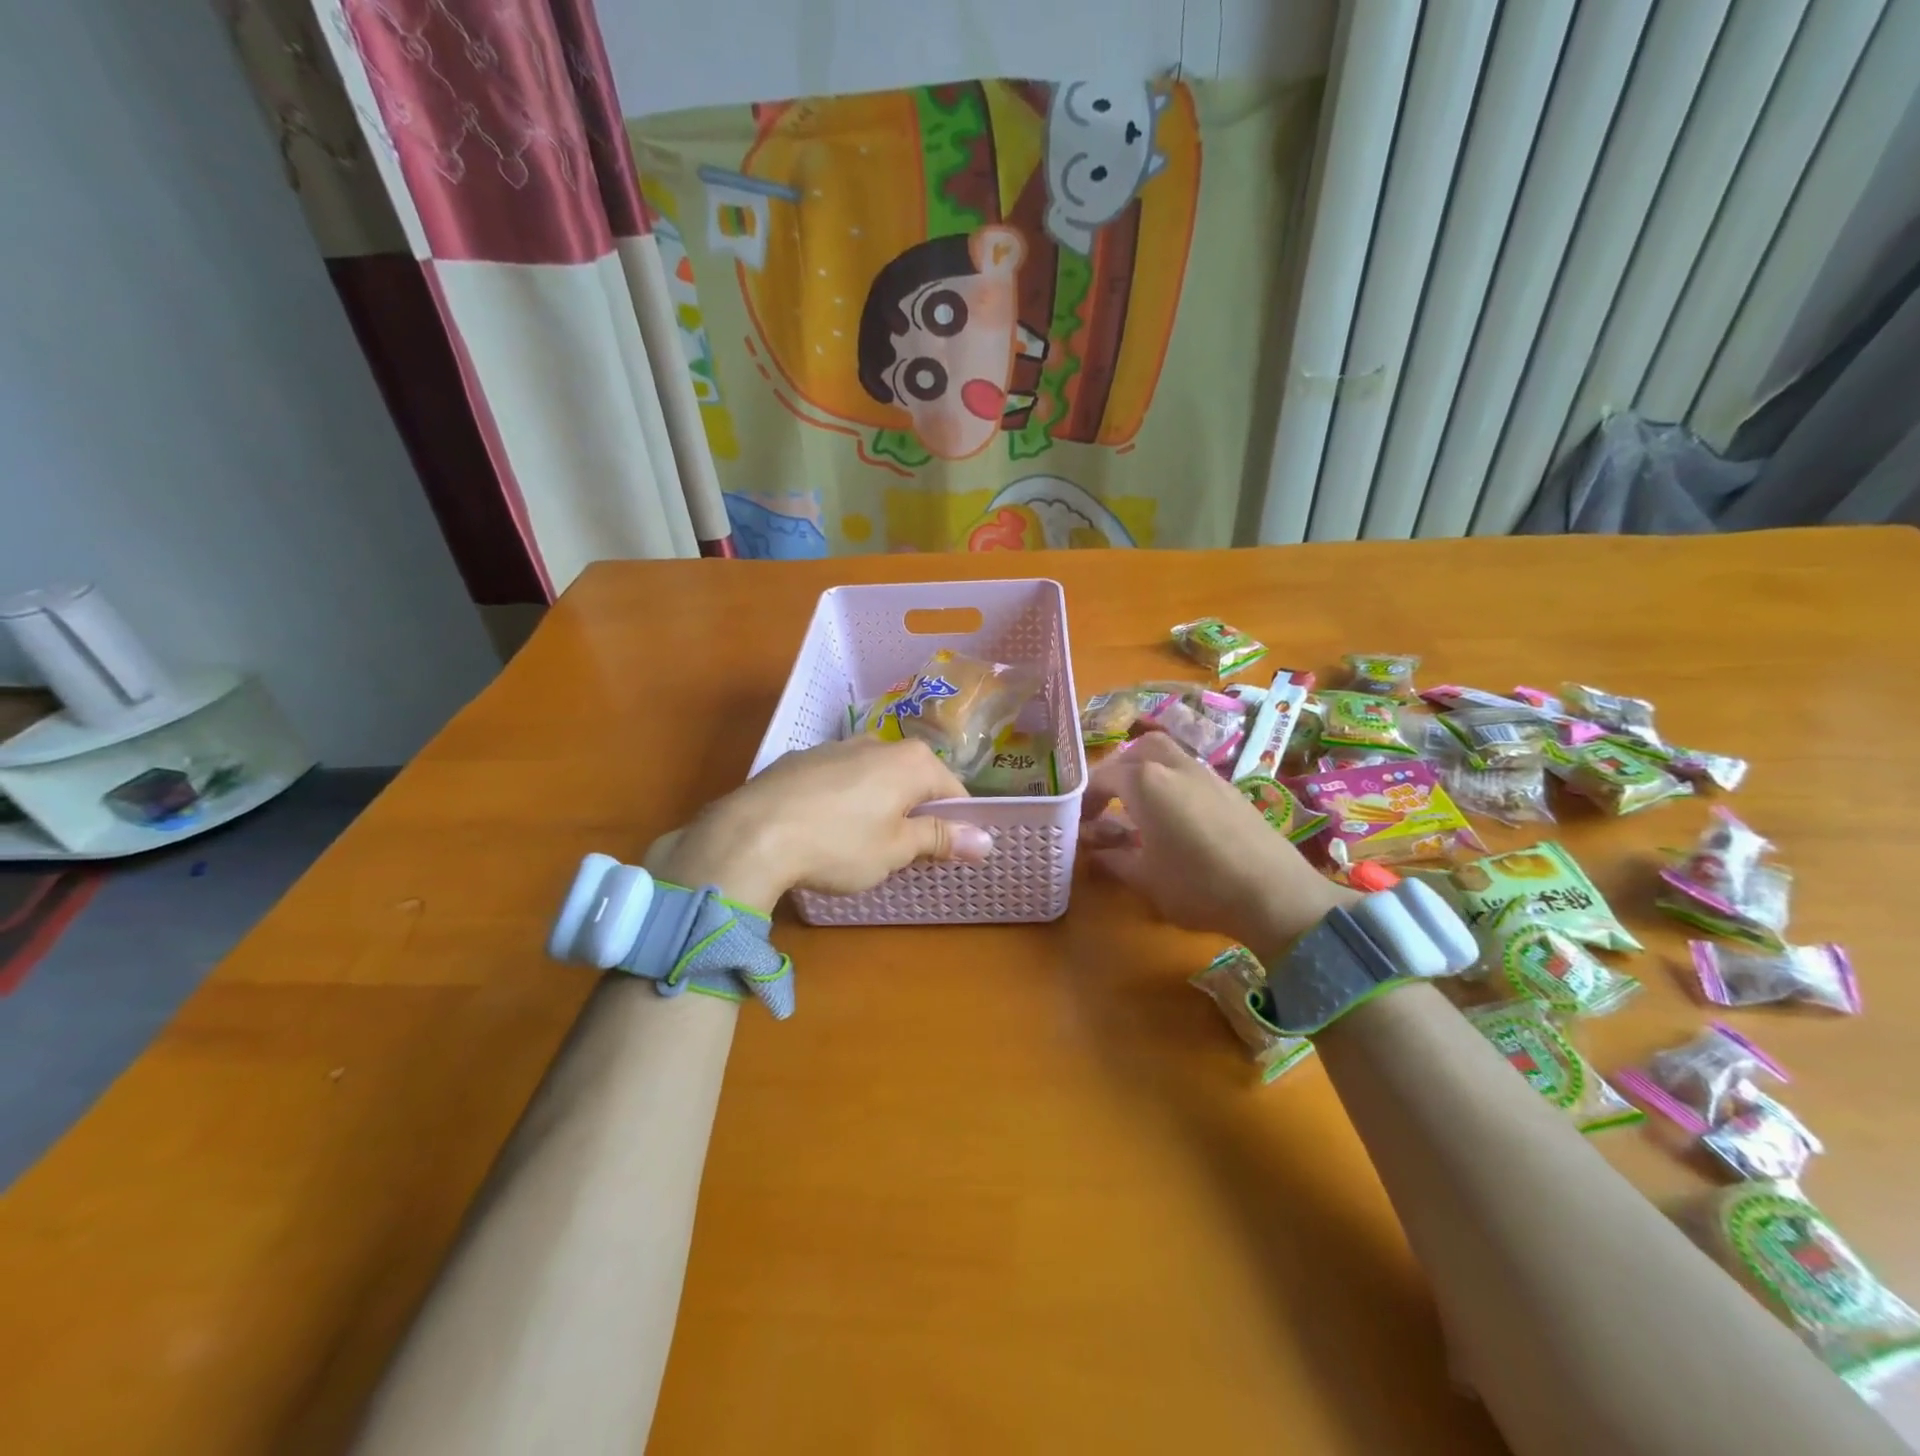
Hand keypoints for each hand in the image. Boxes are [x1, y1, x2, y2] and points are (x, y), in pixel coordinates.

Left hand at [652, 737, 992, 913]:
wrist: (751, 834)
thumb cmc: (839, 844)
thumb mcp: (895, 849)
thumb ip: (940, 838)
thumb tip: (986, 840)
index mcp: (910, 761)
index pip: (953, 789)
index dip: (956, 823)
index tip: (946, 853)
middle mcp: (877, 742)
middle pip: (912, 779)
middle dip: (913, 812)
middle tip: (902, 854)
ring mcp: (835, 746)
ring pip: (873, 776)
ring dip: (877, 804)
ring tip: (858, 844)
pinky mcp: (800, 759)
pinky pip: (837, 778)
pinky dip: (841, 799)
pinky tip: (821, 829)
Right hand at [1078, 733, 1353, 960]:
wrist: (1275, 894)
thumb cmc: (1198, 885)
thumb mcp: (1144, 878)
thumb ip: (1113, 859)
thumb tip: (1094, 850)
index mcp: (1144, 782)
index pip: (1102, 777)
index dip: (1085, 799)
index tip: (1079, 823)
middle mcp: (1173, 766)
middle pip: (1137, 750)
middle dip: (1117, 771)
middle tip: (1109, 802)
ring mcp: (1205, 773)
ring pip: (1167, 755)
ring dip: (1146, 771)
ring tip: (1140, 806)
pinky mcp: (1229, 788)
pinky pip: (1190, 771)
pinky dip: (1172, 781)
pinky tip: (1176, 816)